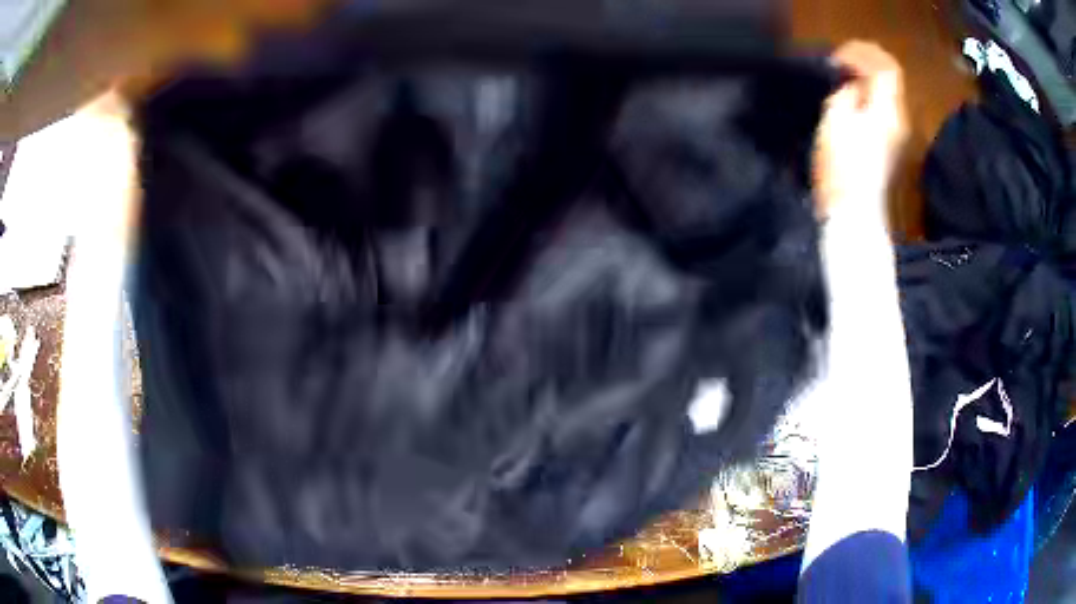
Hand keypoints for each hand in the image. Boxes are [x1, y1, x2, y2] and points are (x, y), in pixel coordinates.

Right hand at [812, 41, 908, 219]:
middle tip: (838, 67)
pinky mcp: (890, 150)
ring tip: (840, 84)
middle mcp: (899, 119)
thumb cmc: (842, 165)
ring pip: (885, 96)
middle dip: (863, 66)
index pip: (885, 66)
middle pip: (888, 80)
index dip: (862, 54)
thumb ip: (847, 92)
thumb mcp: (835, 117)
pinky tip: (850, 106)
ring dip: (864, 84)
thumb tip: (854, 87)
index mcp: (888, 109)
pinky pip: (882, 112)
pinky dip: (867, 101)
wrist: (855, 215)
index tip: (838, 58)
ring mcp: (897, 136)